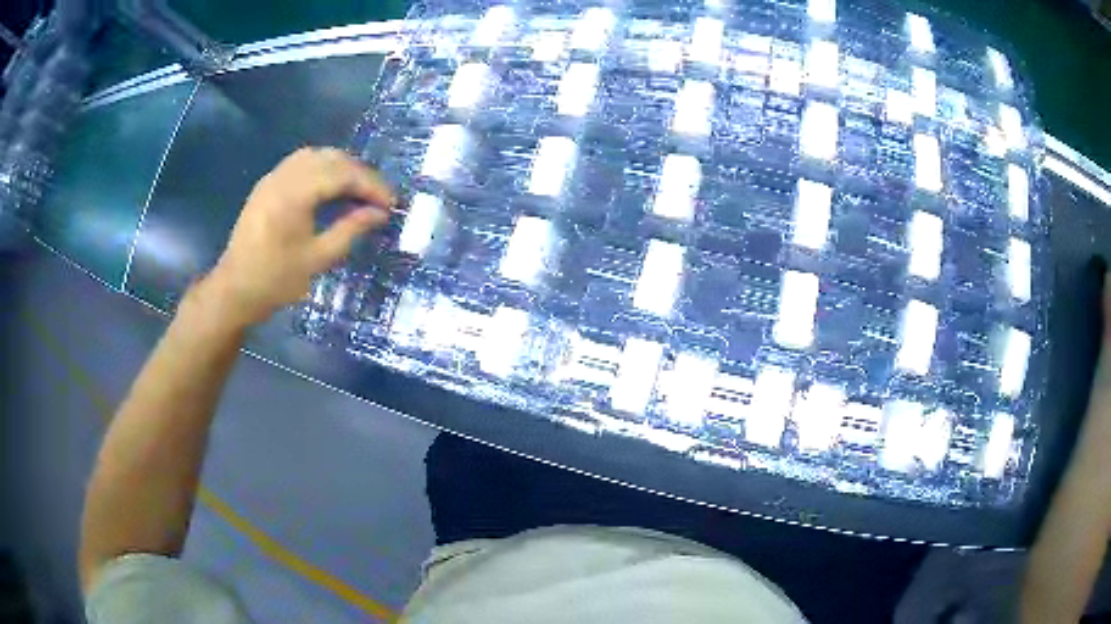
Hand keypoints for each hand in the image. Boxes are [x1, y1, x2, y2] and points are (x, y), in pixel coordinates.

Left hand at [198, 147, 393, 328]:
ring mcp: (273, 177)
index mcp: (295, 194)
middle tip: (378, 198)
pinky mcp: (267, 184)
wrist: (234, 290)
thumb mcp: (317, 259)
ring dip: (342, 168)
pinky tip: (331, 188)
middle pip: (331, 159)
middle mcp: (284, 176)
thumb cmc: (275, 280)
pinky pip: (301, 163)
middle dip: (360, 174)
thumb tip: (380, 213)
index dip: (371, 186)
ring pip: (316, 156)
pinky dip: (323, 169)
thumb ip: (351, 230)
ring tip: (358, 191)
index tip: (391, 204)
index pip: (343, 174)